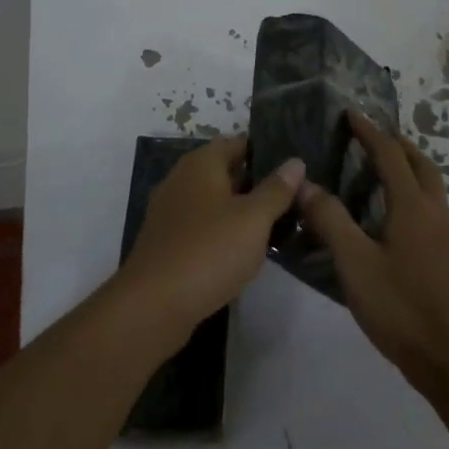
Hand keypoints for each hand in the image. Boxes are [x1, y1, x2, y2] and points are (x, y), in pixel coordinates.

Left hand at [117, 136, 302, 348]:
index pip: (237, 144)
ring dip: (240, 212)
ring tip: (276, 227)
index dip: (265, 153)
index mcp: (201, 163)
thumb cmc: (209, 250)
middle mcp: (181, 179)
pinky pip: (202, 226)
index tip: (294, 171)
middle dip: (256, 185)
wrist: (154, 304)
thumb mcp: (253, 219)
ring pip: (214, 201)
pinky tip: (243, 252)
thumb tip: (295, 161)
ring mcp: (171, 211)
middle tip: (293, 201)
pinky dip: (222, 232)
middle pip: (225, 172)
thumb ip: (276, 189)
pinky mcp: (167, 241)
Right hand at [297, 109, 448, 396]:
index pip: (390, 154)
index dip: (370, 131)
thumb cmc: (400, 307)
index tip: (352, 114)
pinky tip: (400, 227)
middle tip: (374, 139)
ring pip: (433, 190)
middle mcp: (437, 214)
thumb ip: (330, 220)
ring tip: (384, 178)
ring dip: (411, 173)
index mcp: (413, 207)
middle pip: (422, 165)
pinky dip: (417, 201)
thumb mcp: (354, 263)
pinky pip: (436, 215)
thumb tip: (306, 185)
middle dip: (399, 146)